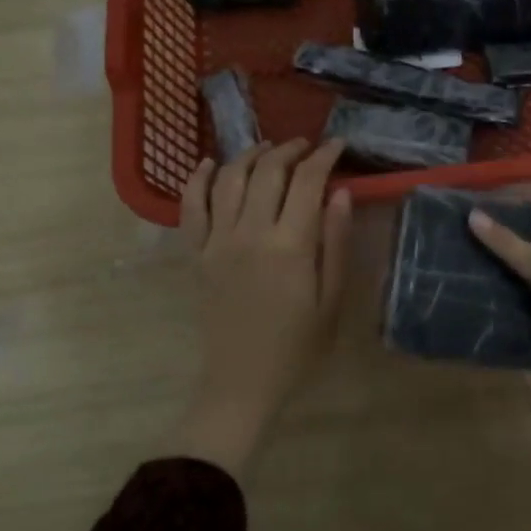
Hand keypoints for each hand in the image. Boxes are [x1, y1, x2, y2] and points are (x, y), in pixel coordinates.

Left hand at [164, 139, 351, 478]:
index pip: (307, 182)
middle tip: (307, 147)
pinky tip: (211, 164)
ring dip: (250, 155)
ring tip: (269, 149)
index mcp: (290, 246)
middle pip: (267, 171)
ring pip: (229, 179)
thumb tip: (340, 192)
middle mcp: (250, 233)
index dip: (324, 157)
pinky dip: (199, 179)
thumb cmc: (298, 348)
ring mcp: (216, 242)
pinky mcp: (195, 255)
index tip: (338, 146)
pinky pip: (190, 207)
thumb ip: (336, 242)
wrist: (242, 385)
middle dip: (290, 150)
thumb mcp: (332, 300)